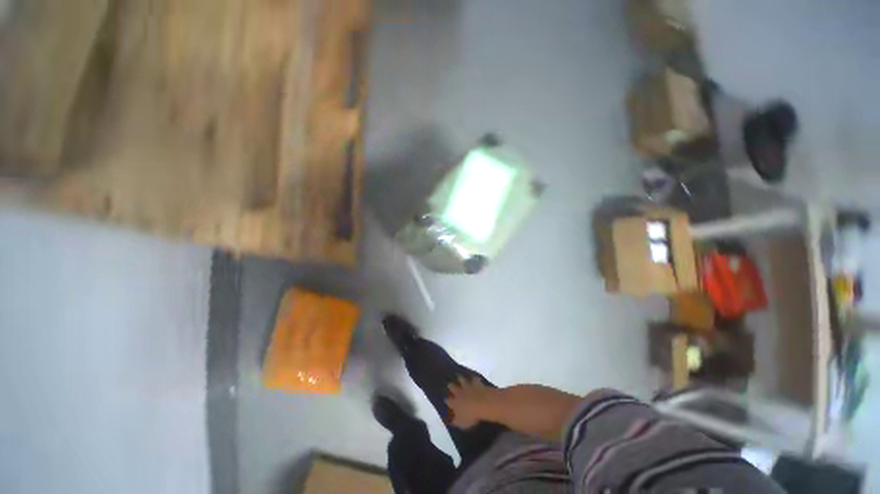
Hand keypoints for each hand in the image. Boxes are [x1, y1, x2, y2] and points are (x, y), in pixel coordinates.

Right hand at [445, 375, 495, 428]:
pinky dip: (474, 379)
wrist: (483, 404)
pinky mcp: (476, 383)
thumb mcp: (462, 423)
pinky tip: (474, 378)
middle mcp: (459, 392)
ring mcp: (467, 386)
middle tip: (449, 384)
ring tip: (459, 377)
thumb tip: (450, 421)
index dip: (446, 400)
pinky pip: (474, 379)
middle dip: (450, 385)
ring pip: (461, 379)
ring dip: (460, 378)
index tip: (445, 399)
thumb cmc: (472, 416)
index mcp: (455, 403)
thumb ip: (456, 422)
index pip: (448, 401)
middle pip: (452, 387)